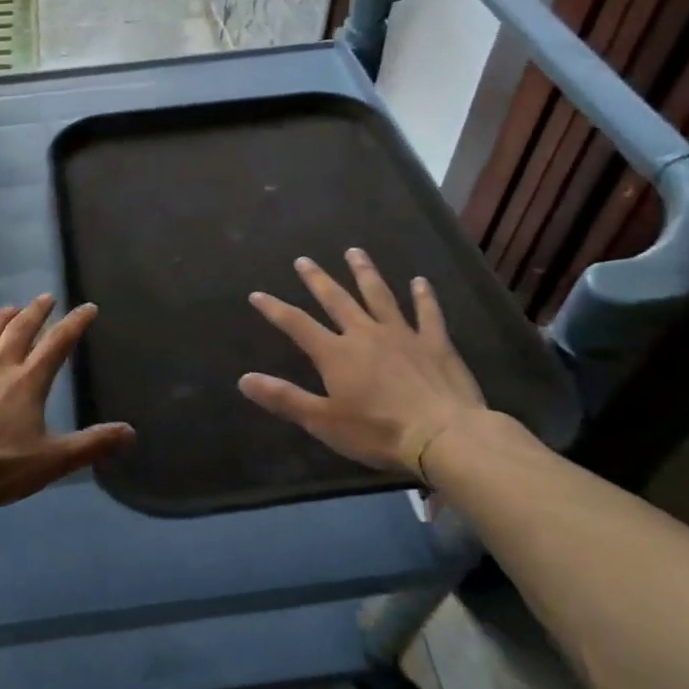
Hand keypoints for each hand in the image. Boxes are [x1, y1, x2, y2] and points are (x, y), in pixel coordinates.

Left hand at [0, 295, 134, 516]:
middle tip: (46, 298)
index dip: (75, 323)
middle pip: (19, 331)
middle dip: (36, 312)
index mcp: (27, 383)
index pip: (57, 344)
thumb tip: (130, 432)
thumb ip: (91, 445)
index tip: (87, 307)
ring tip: (9, 309)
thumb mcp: (51, 462)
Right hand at [238, 250, 489, 480]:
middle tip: (304, 260)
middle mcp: (365, 334)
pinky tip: (420, 281)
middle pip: (336, 300)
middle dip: (317, 280)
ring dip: (364, 273)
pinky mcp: (435, 343)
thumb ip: (284, 398)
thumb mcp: (323, 421)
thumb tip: (244, 379)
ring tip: (354, 252)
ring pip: (379, 295)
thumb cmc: (378, 432)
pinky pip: (428, 313)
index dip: (274, 309)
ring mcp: (402, 335)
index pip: (297, 324)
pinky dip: (424, 296)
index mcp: (336, 354)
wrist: (444, 436)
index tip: (257, 294)